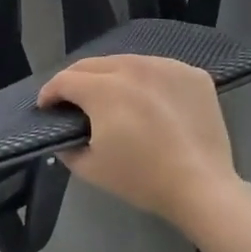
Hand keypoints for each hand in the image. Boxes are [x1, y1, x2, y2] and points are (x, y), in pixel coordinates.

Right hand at [38, 56, 244, 229]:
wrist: (203, 189)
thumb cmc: (142, 179)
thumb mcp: (89, 167)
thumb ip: (66, 145)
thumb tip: (63, 133)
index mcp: (103, 89)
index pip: (64, 80)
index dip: (50, 93)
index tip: (47, 107)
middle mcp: (132, 68)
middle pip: (92, 64)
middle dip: (76, 81)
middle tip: (73, 101)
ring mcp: (166, 67)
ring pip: (126, 62)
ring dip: (111, 76)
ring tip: (112, 97)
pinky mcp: (192, 74)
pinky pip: (158, 69)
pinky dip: (147, 80)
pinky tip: (148, 100)